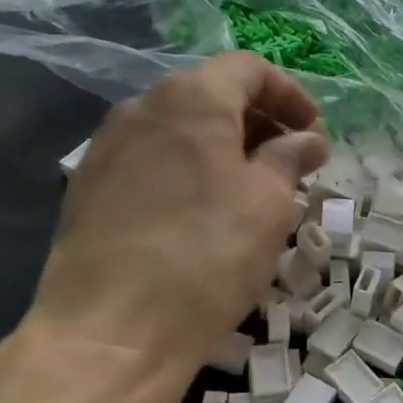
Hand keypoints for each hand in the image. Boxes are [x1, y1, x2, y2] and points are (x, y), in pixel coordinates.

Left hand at [31, 53, 326, 368]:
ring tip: (253, 191)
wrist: (109, 333)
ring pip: (179, 130)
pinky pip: (151, 161)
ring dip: (224, 148)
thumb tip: (307, 139)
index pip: (248, 69)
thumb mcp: (269, 203)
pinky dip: (188, 170)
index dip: (290, 94)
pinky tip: (204, 214)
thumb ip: (290, 157)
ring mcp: (107, 148)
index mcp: (190, 98)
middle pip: (210, 95)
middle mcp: (141, 108)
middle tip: (292, 164)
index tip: (314, 133)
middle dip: (259, 122)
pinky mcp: (88, 188)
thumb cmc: (207, 256)